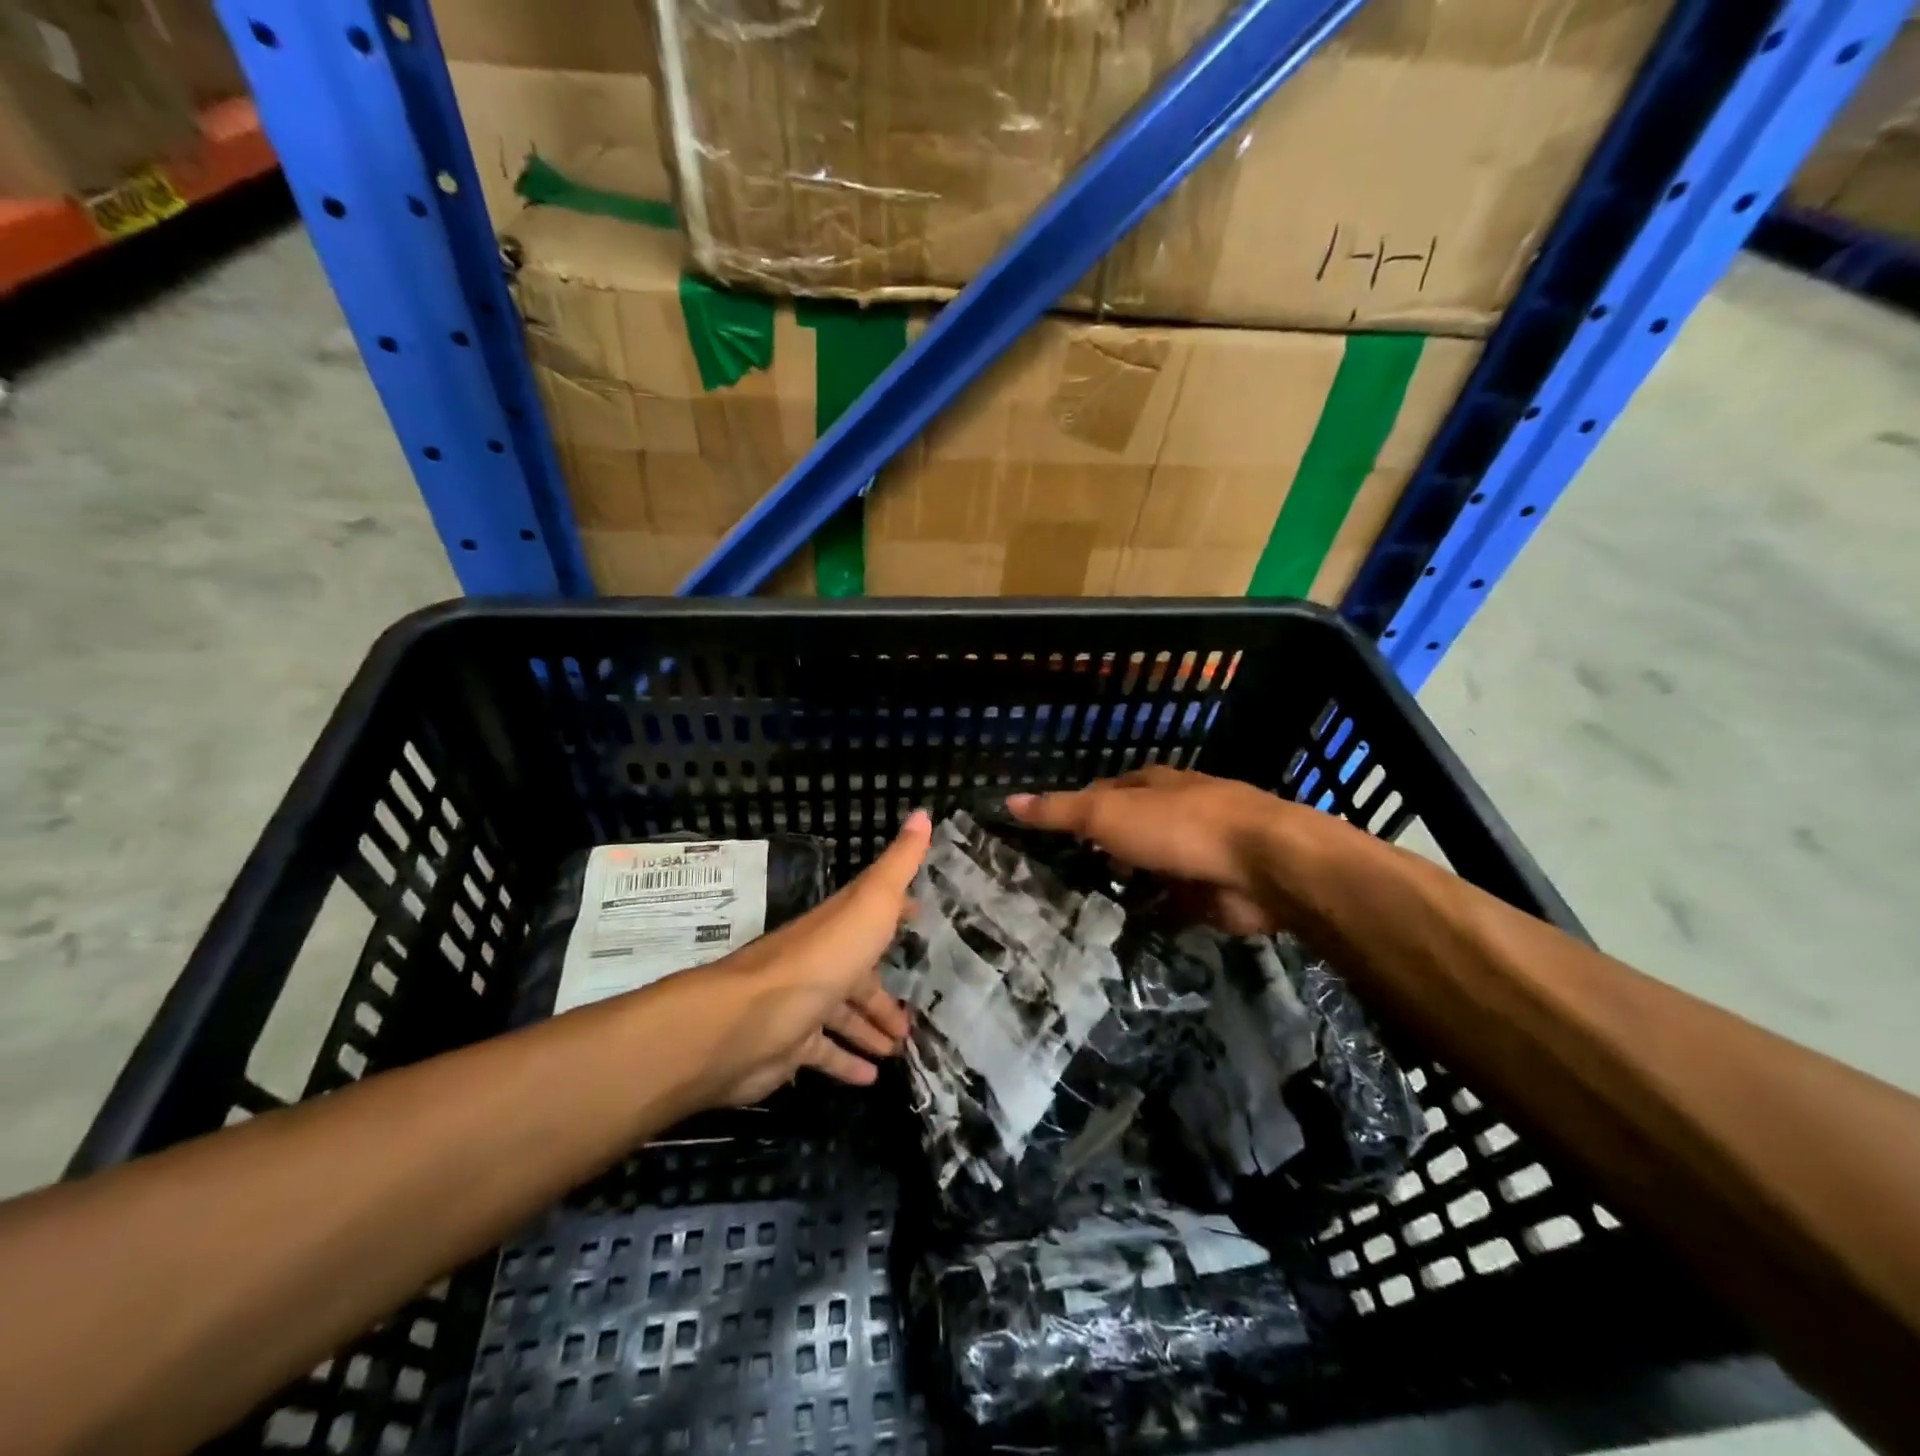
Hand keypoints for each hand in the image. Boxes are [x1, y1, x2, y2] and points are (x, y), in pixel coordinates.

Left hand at [678, 811, 930, 1108]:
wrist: (749, 1021)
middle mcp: (822, 962)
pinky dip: (847, 1063)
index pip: (873, 913)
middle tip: (915, 1016)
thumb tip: (923, 813)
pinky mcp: (790, 1047)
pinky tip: (871, 1077)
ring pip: (843, 1015)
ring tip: (900, 1047)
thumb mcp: (870, 903)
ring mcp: (804, 1004)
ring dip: (870, 1029)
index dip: (897, 912)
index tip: (920, 917)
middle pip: (860, 975)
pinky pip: (825, 1055)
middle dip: (885, 993)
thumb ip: (898, 864)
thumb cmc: (821, 958)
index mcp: (841, 926)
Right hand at [1008, 767, 1300, 933]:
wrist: (1261, 864)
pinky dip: (1152, 916)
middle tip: (1057, 880)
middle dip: (1100, 852)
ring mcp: (1195, 854)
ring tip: (1082, 911)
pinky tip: (1125, 933)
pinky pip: (1170, 905)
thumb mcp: (1106, 813)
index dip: (1075, 810)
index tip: (1045, 835)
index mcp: (1151, 785)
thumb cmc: (1177, 826)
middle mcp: (1174, 813)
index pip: (1103, 793)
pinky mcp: (1210, 893)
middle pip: (1128, 832)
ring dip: (1127, 885)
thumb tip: (1008, 800)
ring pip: (1148, 870)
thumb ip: (1060, 811)